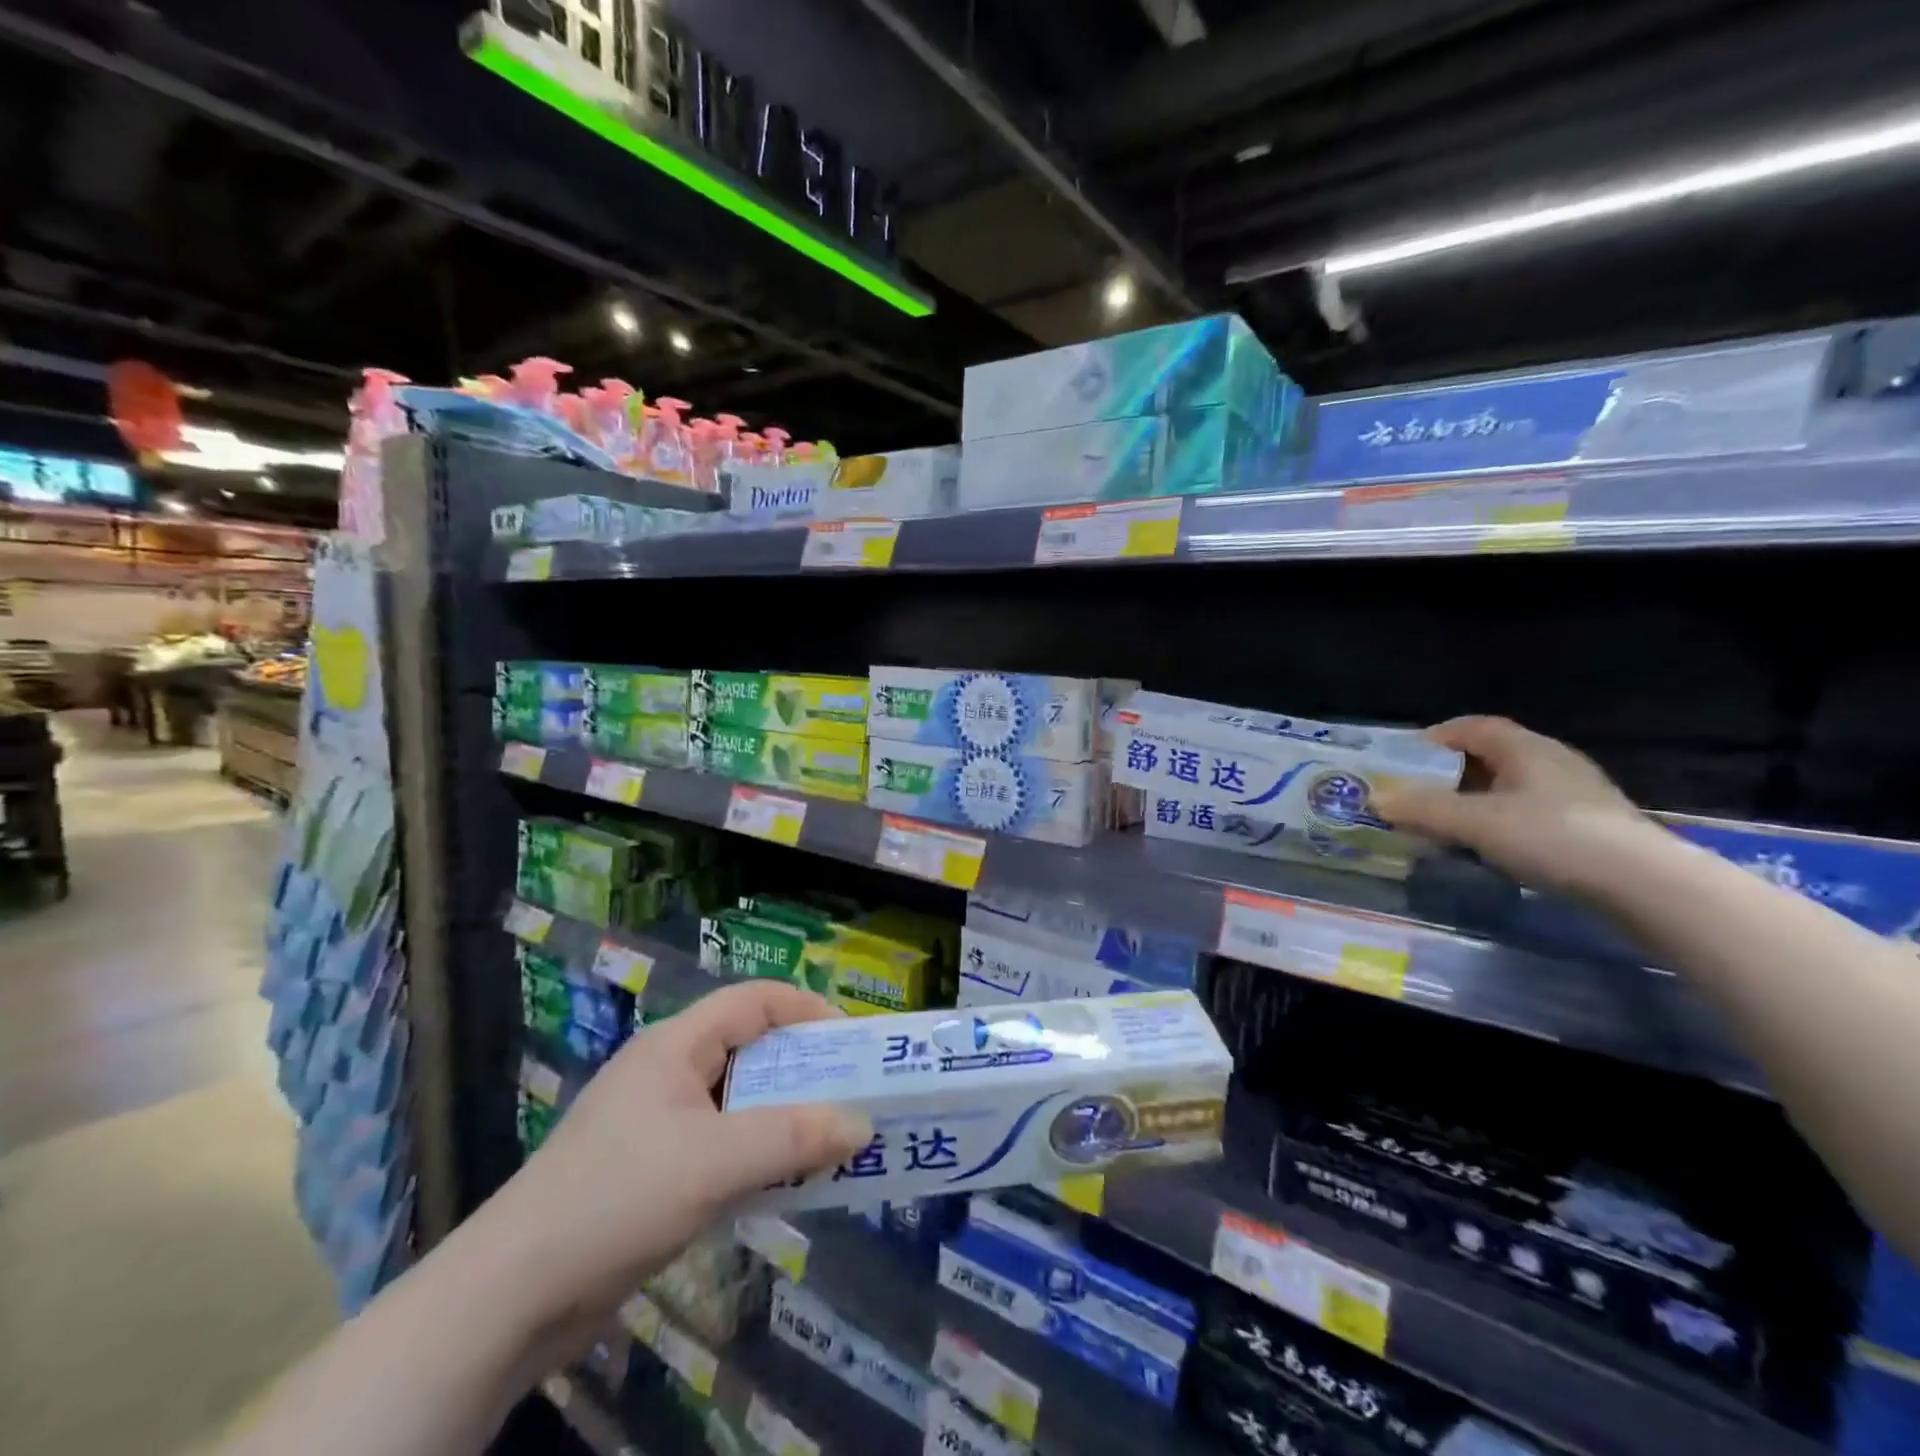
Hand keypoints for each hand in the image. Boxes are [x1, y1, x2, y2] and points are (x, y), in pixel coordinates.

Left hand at [472, 981, 871, 1331]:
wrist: (509, 1297)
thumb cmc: (616, 1198)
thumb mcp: (713, 1162)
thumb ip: (792, 1138)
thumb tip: (862, 1124)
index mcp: (676, 1045)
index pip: (755, 1000)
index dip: (808, 1008)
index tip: (854, 1042)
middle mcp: (669, 1071)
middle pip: (750, 1049)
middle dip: (805, 1069)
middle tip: (853, 1095)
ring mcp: (658, 1122)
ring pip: (738, 1101)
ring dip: (785, 1117)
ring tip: (832, 1140)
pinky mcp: (653, 1170)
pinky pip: (722, 1144)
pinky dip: (758, 1153)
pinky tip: (784, 1182)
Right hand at [1371, 715, 1655, 893]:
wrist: (1644, 884)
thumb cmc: (1551, 836)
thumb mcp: (1474, 822)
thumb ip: (1422, 809)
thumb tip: (1375, 799)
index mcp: (1525, 748)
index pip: (1473, 727)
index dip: (1435, 738)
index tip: (1404, 760)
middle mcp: (1551, 762)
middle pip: (1489, 757)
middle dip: (1448, 774)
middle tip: (1416, 796)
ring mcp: (1574, 795)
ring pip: (1508, 787)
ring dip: (1472, 801)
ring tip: (1444, 825)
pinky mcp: (1588, 826)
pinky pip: (1528, 812)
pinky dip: (1498, 821)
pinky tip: (1488, 847)